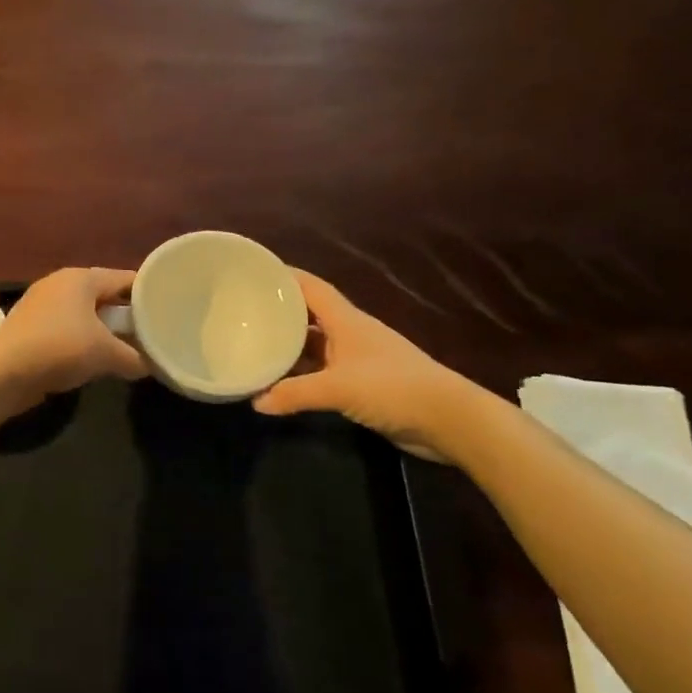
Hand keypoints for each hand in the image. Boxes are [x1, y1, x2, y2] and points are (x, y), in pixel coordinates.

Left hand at [0, 267, 147, 405]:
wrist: (2, 372)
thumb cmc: (60, 348)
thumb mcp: (106, 354)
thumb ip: (134, 357)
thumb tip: (150, 366)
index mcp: (81, 278)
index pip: (125, 278)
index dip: (148, 293)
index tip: (168, 307)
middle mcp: (61, 283)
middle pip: (104, 295)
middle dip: (126, 314)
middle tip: (151, 332)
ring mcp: (42, 304)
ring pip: (85, 314)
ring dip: (104, 330)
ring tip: (127, 348)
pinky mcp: (30, 327)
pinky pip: (67, 329)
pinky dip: (82, 341)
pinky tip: (93, 360)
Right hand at [253, 270, 474, 463]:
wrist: (447, 419)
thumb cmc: (392, 387)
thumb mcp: (338, 388)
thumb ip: (295, 393)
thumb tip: (255, 402)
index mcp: (346, 320)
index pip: (310, 287)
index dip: (284, 276)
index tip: (253, 273)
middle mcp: (349, 333)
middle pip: (309, 315)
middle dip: (279, 313)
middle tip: (243, 314)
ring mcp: (357, 359)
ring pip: (314, 345)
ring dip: (289, 347)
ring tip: (254, 347)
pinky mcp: (362, 384)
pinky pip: (323, 372)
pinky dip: (303, 375)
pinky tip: (282, 384)